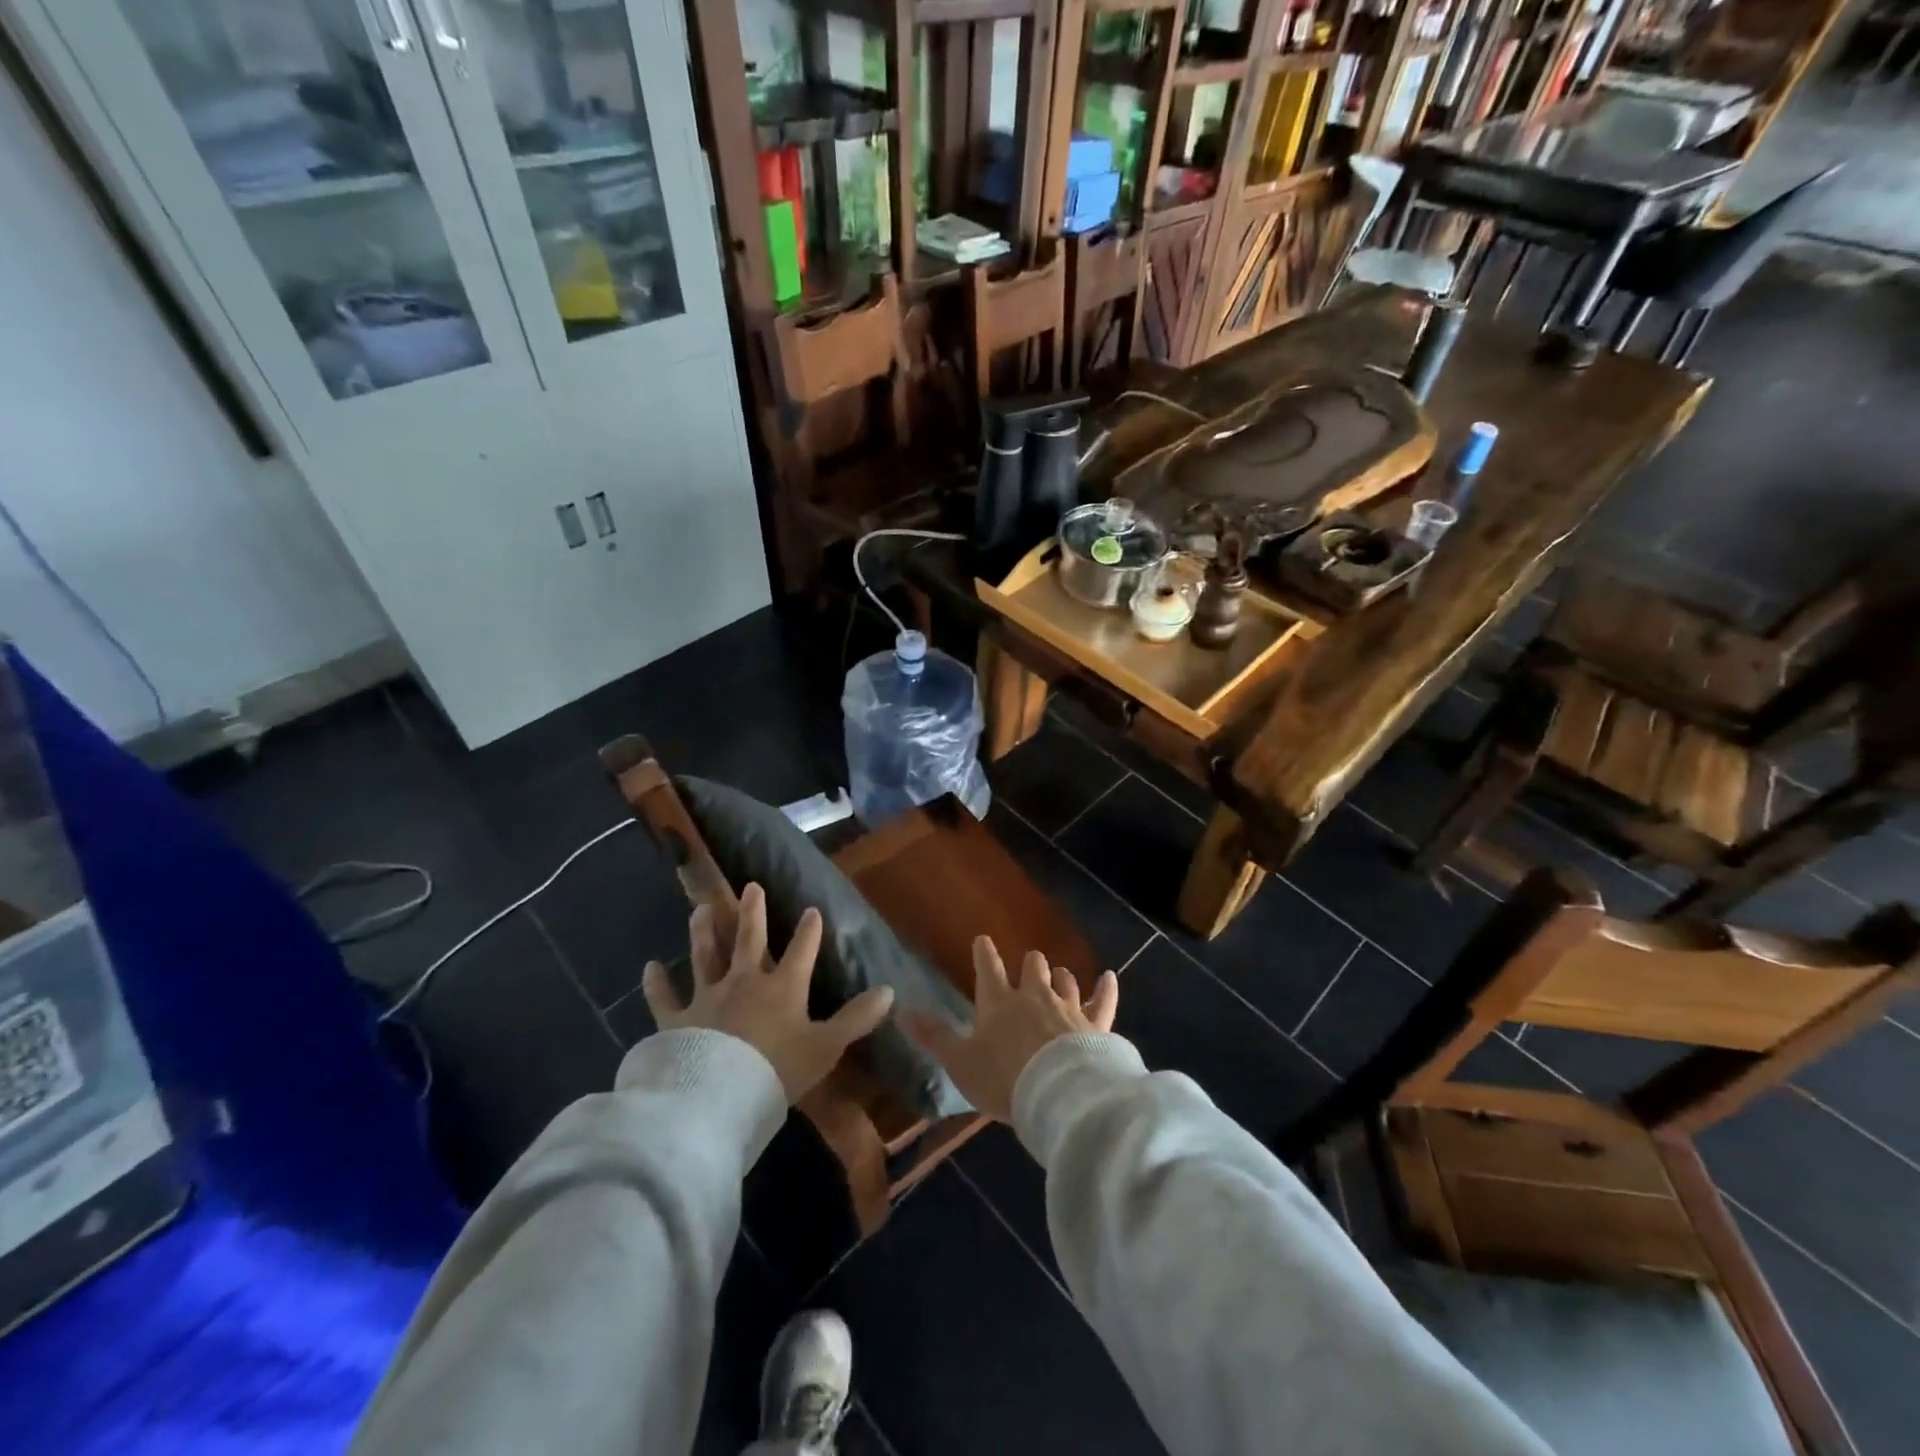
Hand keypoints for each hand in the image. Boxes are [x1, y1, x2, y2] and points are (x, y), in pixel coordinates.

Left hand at [642, 883, 893, 1103]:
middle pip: (750, 939)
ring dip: (703, 931)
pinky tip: (649, 967)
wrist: (718, 1097)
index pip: (802, 949)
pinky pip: (664, 998)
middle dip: (753, 911)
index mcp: (783, 987)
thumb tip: (890, 990)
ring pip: (705, 955)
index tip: (812, 909)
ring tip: (700, 908)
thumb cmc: (778, 1071)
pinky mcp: (676, 1020)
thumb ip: (856, 1018)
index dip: (809, 929)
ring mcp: (707, 997)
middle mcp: (744, 981)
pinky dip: (656, 983)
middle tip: (750, 885)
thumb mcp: (826, 1046)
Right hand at [902, 937, 1117, 1123]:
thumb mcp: (960, 1062)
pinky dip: (1106, 988)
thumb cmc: (1003, 1077)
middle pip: (1033, 966)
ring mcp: (1067, 1006)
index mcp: (998, 1002)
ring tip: (1058, 976)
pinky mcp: (1095, 1023)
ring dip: (1060, 977)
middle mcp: (1034, 995)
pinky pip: (1103, 1000)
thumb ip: (933, 1036)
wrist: (1058, 1094)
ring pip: (1065, 979)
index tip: (984, 940)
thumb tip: (900, 1010)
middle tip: (1028, 967)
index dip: (985, 953)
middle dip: (1030, 964)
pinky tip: (1110, 977)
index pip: (989, 968)